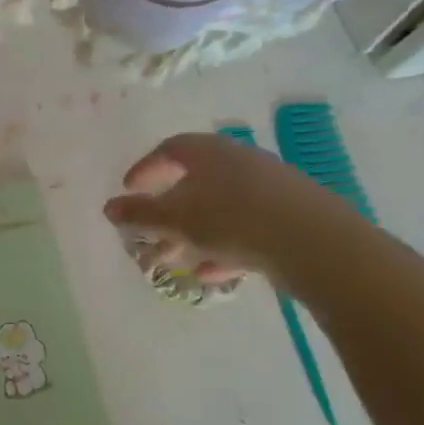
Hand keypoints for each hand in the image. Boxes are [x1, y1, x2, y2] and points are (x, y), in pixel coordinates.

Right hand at [103, 132, 358, 287]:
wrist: (315, 242)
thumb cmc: (232, 219)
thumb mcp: (176, 219)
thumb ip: (139, 214)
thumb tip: (108, 207)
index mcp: (209, 152)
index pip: (169, 149)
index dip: (145, 169)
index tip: (129, 190)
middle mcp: (239, 161)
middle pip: (194, 181)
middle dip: (168, 211)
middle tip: (150, 235)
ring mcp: (269, 187)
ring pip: (220, 207)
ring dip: (194, 233)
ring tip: (178, 260)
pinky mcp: (291, 215)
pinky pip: (247, 227)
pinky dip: (224, 246)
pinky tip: (214, 274)